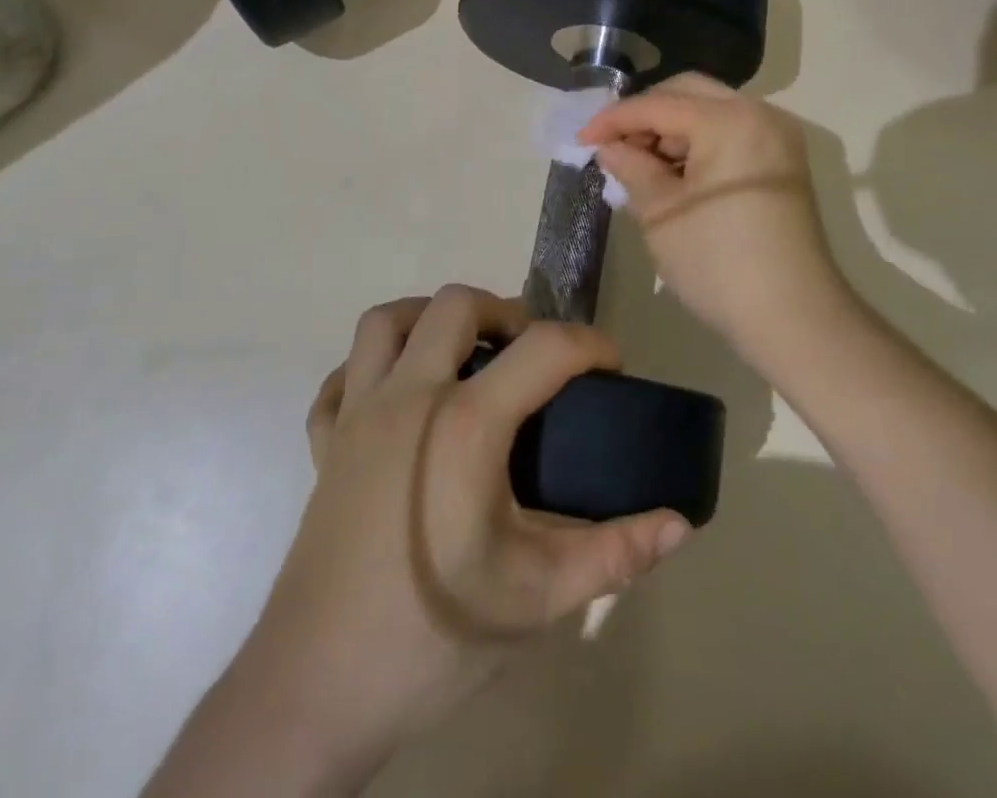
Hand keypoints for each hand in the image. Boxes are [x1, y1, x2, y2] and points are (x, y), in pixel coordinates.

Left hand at [154, 287, 690, 796]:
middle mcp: (407, 397)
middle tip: (531, 356)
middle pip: (455, 305)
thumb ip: (615, 552)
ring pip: (385, 322)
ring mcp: (356, 414)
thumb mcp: (538, 596)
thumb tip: (679, 524)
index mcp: (464, 424)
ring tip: (463, 355)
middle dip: (504, 313)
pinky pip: (341, 377)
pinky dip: (370, 369)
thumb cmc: (433, 636)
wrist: (317, 691)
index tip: (613, 367)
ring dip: (428, 319)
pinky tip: (396, 399)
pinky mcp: (323, 443)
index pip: (543, 349)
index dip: (590, 345)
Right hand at [580, 74, 842, 345]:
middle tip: (614, 147)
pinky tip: (675, 174)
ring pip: (711, 110)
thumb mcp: (660, 213)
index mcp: (729, 121)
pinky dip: (699, 143)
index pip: (658, 105)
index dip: (613, 119)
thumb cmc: (718, 263)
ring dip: (672, 129)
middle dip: (646, 115)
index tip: (581, 139)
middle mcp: (760, 114)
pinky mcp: (783, 161)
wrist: (794, 318)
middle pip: (688, 93)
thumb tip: (609, 147)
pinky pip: (731, 132)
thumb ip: (630, 167)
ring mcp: (777, 137)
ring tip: (641, 165)